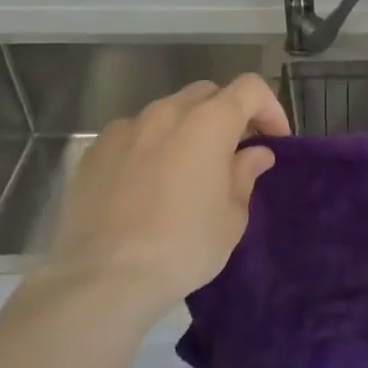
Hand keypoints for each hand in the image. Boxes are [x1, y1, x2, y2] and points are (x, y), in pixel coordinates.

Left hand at [45, 73, 289, 308]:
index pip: (250, 89)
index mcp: (209, 123)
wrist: (103, 279)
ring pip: (166, 112)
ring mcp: (124, 130)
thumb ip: (245, 175)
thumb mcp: (232, 217)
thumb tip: (254, 154)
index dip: (269, 108)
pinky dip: (149, 147)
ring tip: (187, 169)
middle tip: (234, 153)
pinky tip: (146, 183)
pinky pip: (132, 135)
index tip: (274, 140)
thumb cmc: (183, 246)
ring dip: (186, 130)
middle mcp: (166, 113)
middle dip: (227, 115)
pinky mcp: (93, 152)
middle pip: (207, 94)